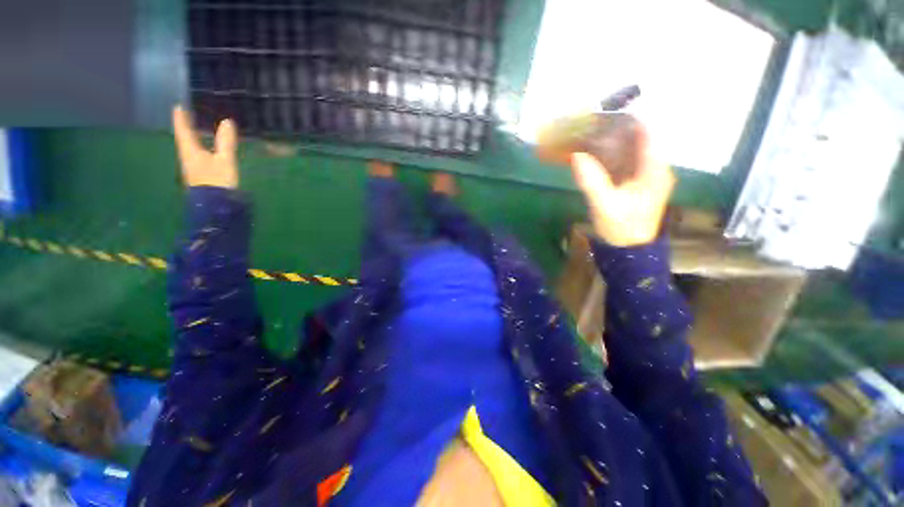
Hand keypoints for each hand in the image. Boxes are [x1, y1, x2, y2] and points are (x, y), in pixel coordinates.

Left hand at [172, 106, 238, 188]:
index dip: (181, 119)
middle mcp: (187, 156)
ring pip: (189, 147)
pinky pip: (196, 154)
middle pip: (184, 138)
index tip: (178, 107)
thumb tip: (227, 121)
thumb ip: (226, 142)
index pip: (183, 130)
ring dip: (192, 137)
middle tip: (186, 116)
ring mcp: (192, 166)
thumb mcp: (225, 160)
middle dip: (185, 127)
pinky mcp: (199, 174)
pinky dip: (198, 147)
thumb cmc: (218, 181)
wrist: (215, 204)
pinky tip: (204, 148)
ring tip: (195, 130)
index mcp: (190, 151)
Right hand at [570, 123, 674, 246]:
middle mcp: (654, 168)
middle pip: (639, 139)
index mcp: (654, 170)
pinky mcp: (636, 183)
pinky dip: (611, 156)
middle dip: (617, 130)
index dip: (629, 120)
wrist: (629, 249)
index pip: (647, 134)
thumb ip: (592, 180)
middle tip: (593, 123)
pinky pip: (625, 162)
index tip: (608, 111)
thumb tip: (577, 156)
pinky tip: (596, 154)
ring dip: (613, 142)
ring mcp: (646, 176)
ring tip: (591, 134)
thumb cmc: (622, 227)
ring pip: (632, 150)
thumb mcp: (605, 204)